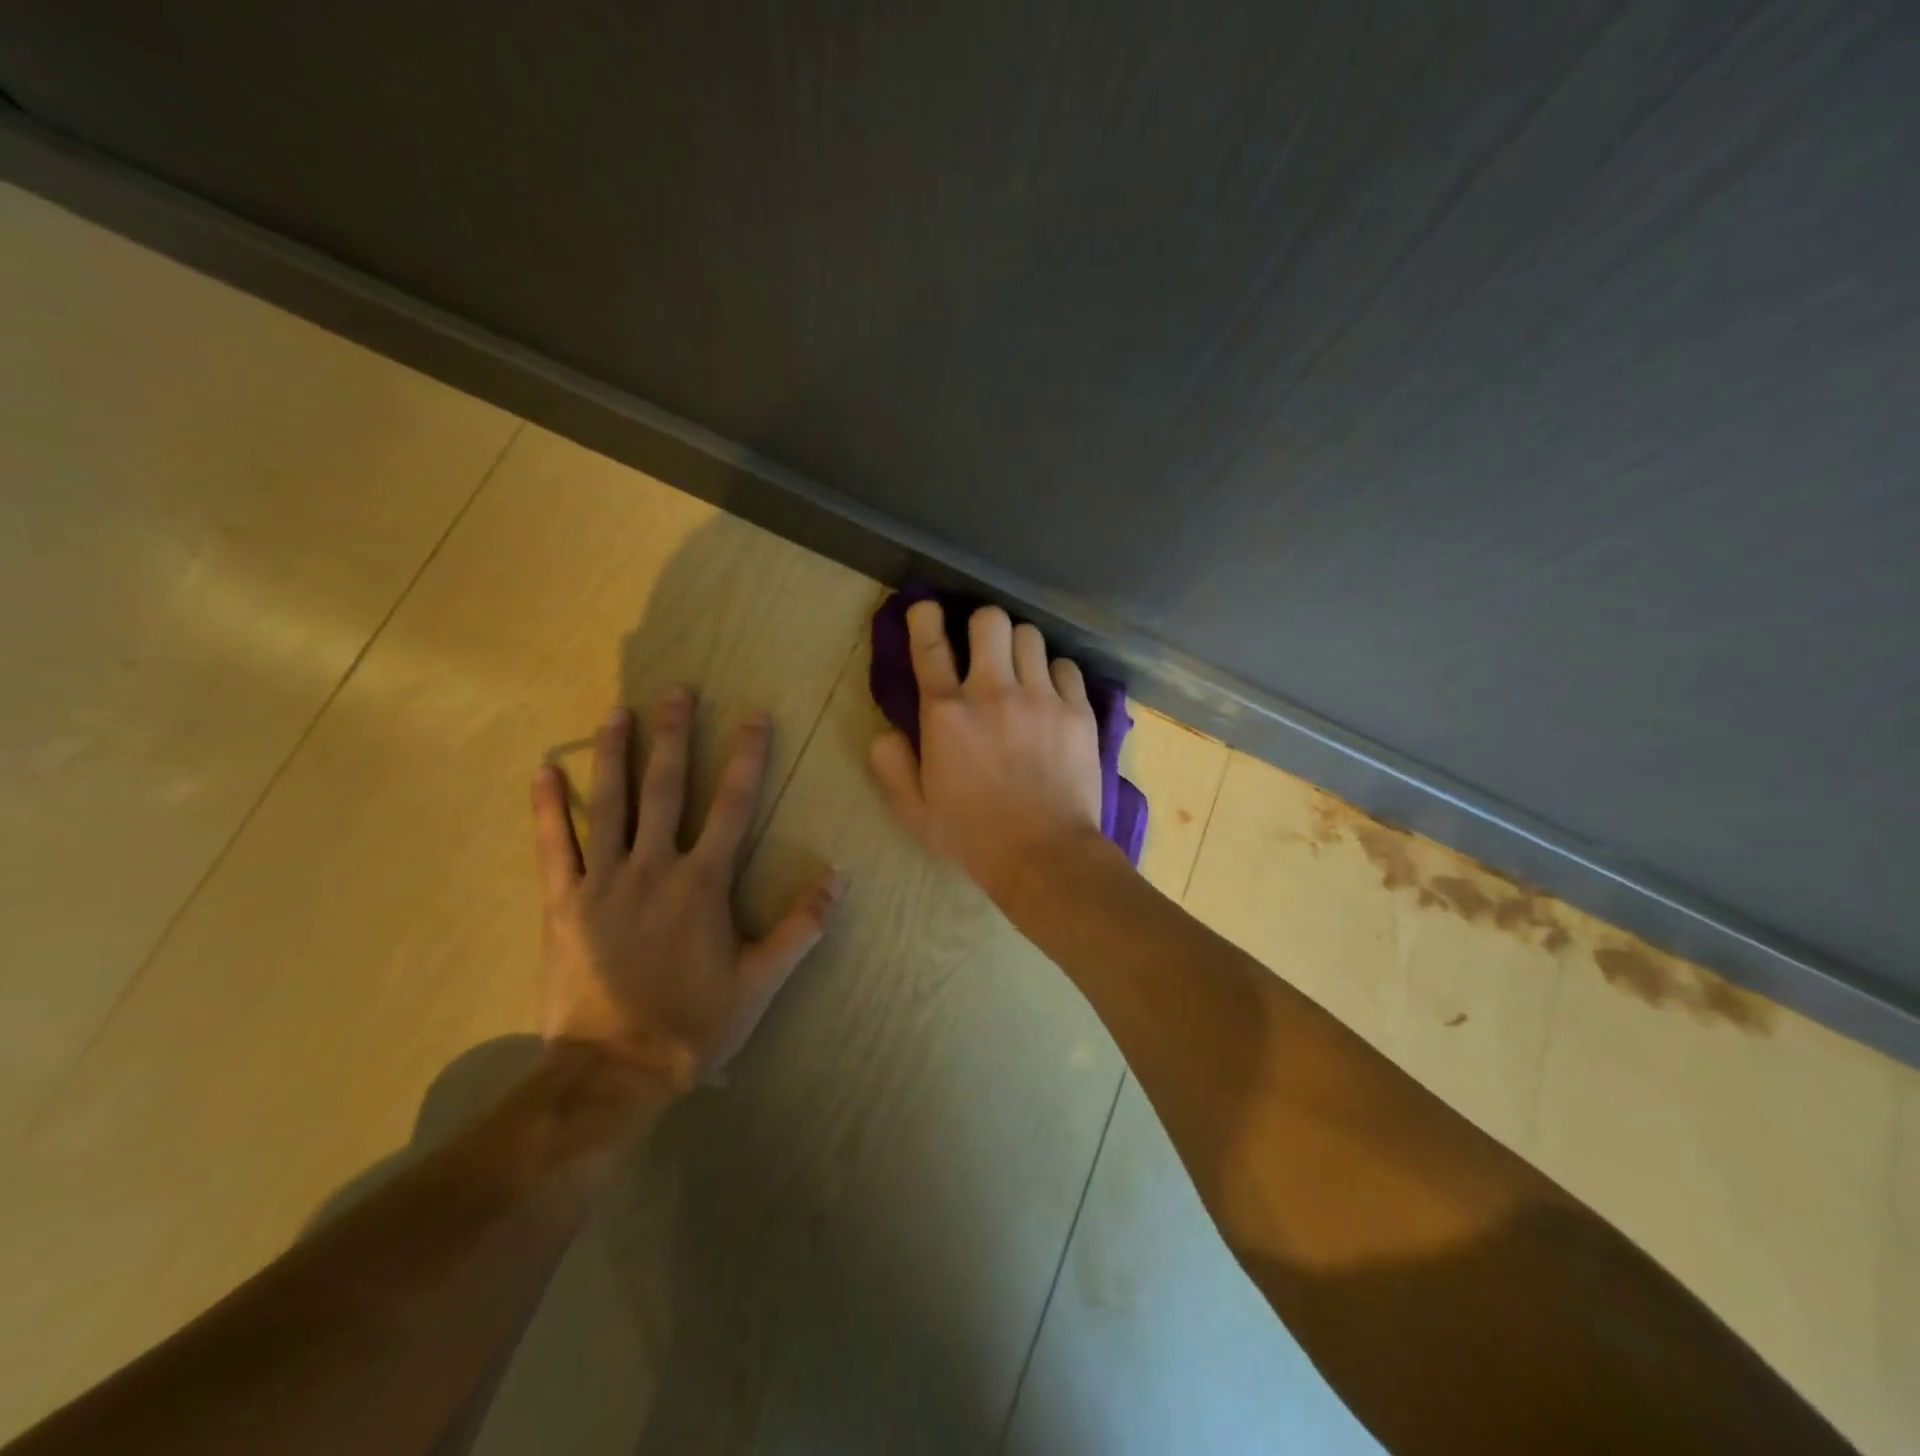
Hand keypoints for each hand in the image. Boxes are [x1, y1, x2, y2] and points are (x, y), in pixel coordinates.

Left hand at [531, 689, 844, 1090]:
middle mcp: (653, 868)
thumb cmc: (693, 1025)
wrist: (613, 1071)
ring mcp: (603, 882)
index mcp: (702, 883)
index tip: (754, 716)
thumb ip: (802, 927)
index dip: (746, 757)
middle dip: (674, 735)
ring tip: (616, 712)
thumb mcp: (761, 982)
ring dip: (614, 754)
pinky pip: (552, 846)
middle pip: (666, 788)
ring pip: (609, 804)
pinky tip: (542, 771)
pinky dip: (547, 807)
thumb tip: (840, 877)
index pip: (732, 806)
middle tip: (676, 691)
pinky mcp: (564, 903)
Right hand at [869, 602, 1104, 898]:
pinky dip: (1055, 674)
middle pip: (990, 620)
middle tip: (983, 649)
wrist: (1045, 857)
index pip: (931, 645)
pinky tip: (1051, 696)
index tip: (927, 609)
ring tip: (1020, 671)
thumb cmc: (973, 837)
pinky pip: (1067, 666)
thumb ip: (892, 765)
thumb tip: (886, 732)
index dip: (925, 617)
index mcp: (946, 714)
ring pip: (1031, 635)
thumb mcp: (915, 811)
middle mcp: (992, 692)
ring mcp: (1040, 698)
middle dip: (982, 626)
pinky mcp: (1077, 711)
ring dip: (1019, 648)